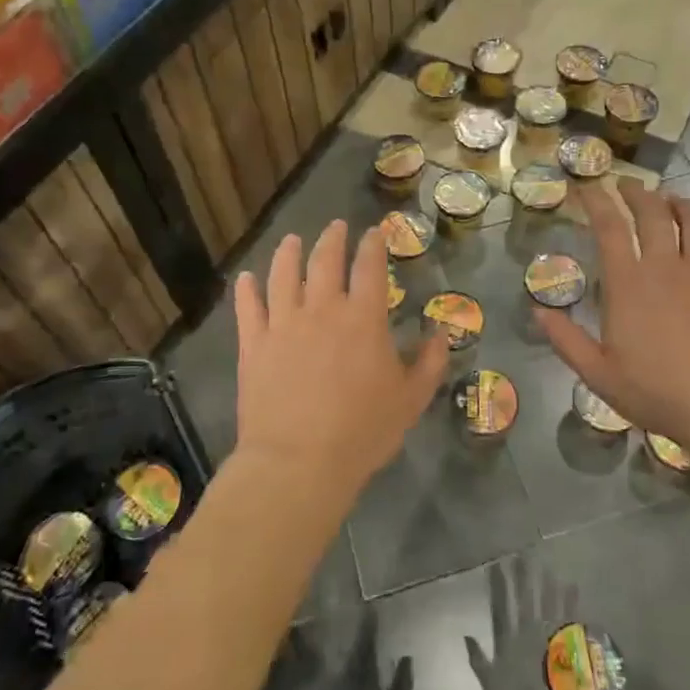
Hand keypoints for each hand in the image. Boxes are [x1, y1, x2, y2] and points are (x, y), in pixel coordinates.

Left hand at [234, 221, 448, 494]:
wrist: (299, 462)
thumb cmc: (362, 432)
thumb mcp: (411, 400)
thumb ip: (430, 362)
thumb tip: (442, 330)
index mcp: (363, 318)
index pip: (370, 267)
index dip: (373, 244)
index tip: (375, 232)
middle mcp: (322, 308)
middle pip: (325, 260)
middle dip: (333, 238)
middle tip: (337, 226)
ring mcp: (283, 323)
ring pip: (283, 273)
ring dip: (289, 252)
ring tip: (292, 240)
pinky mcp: (254, 343)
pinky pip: (248, 306)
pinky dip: (247, 288)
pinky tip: (247, 278)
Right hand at [464, 560, 641, 689]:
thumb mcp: (491, 687)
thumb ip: (479, 660)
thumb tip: (466, 635)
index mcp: (510, 642)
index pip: (502, 605)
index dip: (500, 584)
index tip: (497, 563)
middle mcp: (530, 634)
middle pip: (527, 598)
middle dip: (525, 575)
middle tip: (524, 554)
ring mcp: (552, 639)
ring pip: (549, 602)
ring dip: (547, 582)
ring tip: (547, 564)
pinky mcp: (570, 649)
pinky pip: (571, 618)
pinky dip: (572, 602)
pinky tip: (573, 586)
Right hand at [537, 179, 689, 467]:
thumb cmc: (659, 393)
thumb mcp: (599, 375)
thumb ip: (565, 339)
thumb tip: (537, 309)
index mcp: (628, 283)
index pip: (609, 226)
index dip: (596, 200)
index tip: (587, 186)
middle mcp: (666, 266)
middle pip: (652, 212)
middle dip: (636, 192)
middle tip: (627, 185)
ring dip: (678, 203)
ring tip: (670, 199)